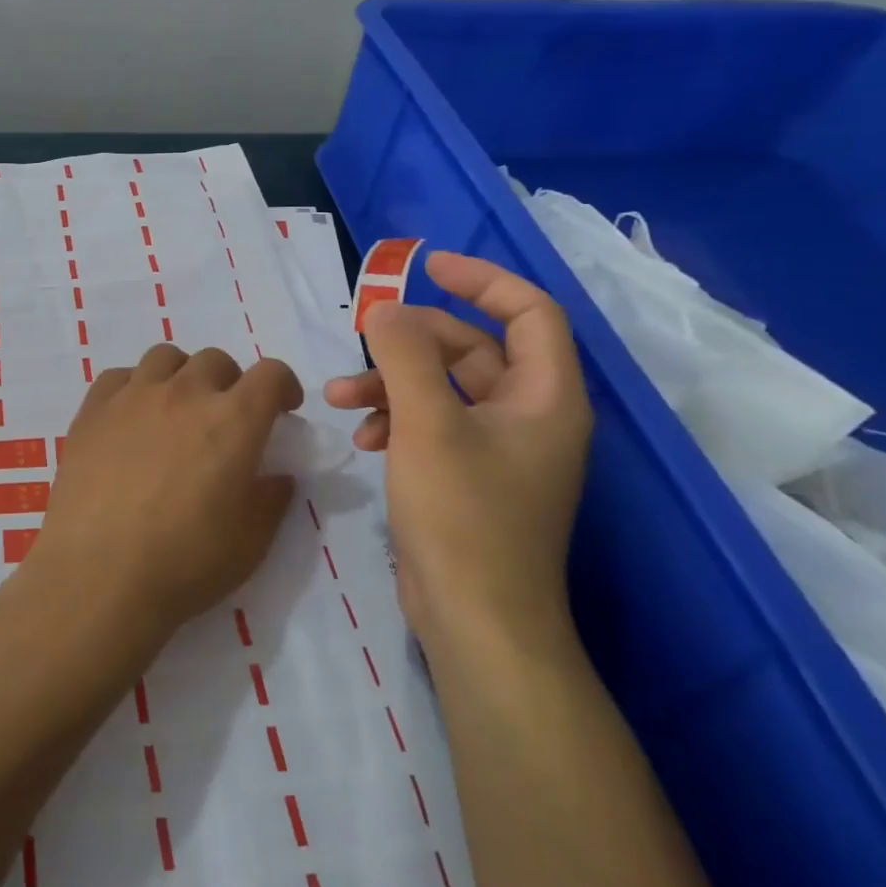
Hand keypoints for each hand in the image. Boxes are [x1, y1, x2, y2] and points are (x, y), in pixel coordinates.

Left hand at [36, 345, 303, 635]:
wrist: (98, 575)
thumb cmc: (184, 564)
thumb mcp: (250, 543)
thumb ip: (271, 500)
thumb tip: (278, 477)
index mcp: (233, 421)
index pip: (270, 374)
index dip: (284, 386)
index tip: (283, 409)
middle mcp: (184, 394)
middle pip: (216, 360)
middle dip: (230, 383)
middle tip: (225, 419)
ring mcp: (133, 397)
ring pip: (165, 357)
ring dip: (181, 376)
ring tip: (176, 411)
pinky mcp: (92, 410)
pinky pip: (119, 377)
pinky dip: (134, 388)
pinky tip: (131, 419)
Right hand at [324, 251, 591, 645]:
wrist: (475, 620)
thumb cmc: (463, 515)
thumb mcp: (427, 425)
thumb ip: (404, 357)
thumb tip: (385, 310)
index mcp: (545, 396)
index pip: (528, 311)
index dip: (481, 279)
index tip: (426, 266)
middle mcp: (530, 416)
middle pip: (472, 349)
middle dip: (411, 342)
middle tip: (361, 342)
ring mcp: (499, 450)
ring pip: (443, 389)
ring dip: (392, 383)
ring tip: (340, 397)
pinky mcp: (469, 477)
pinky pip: (433, 425)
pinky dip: (396, 419)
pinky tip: (363, 437)